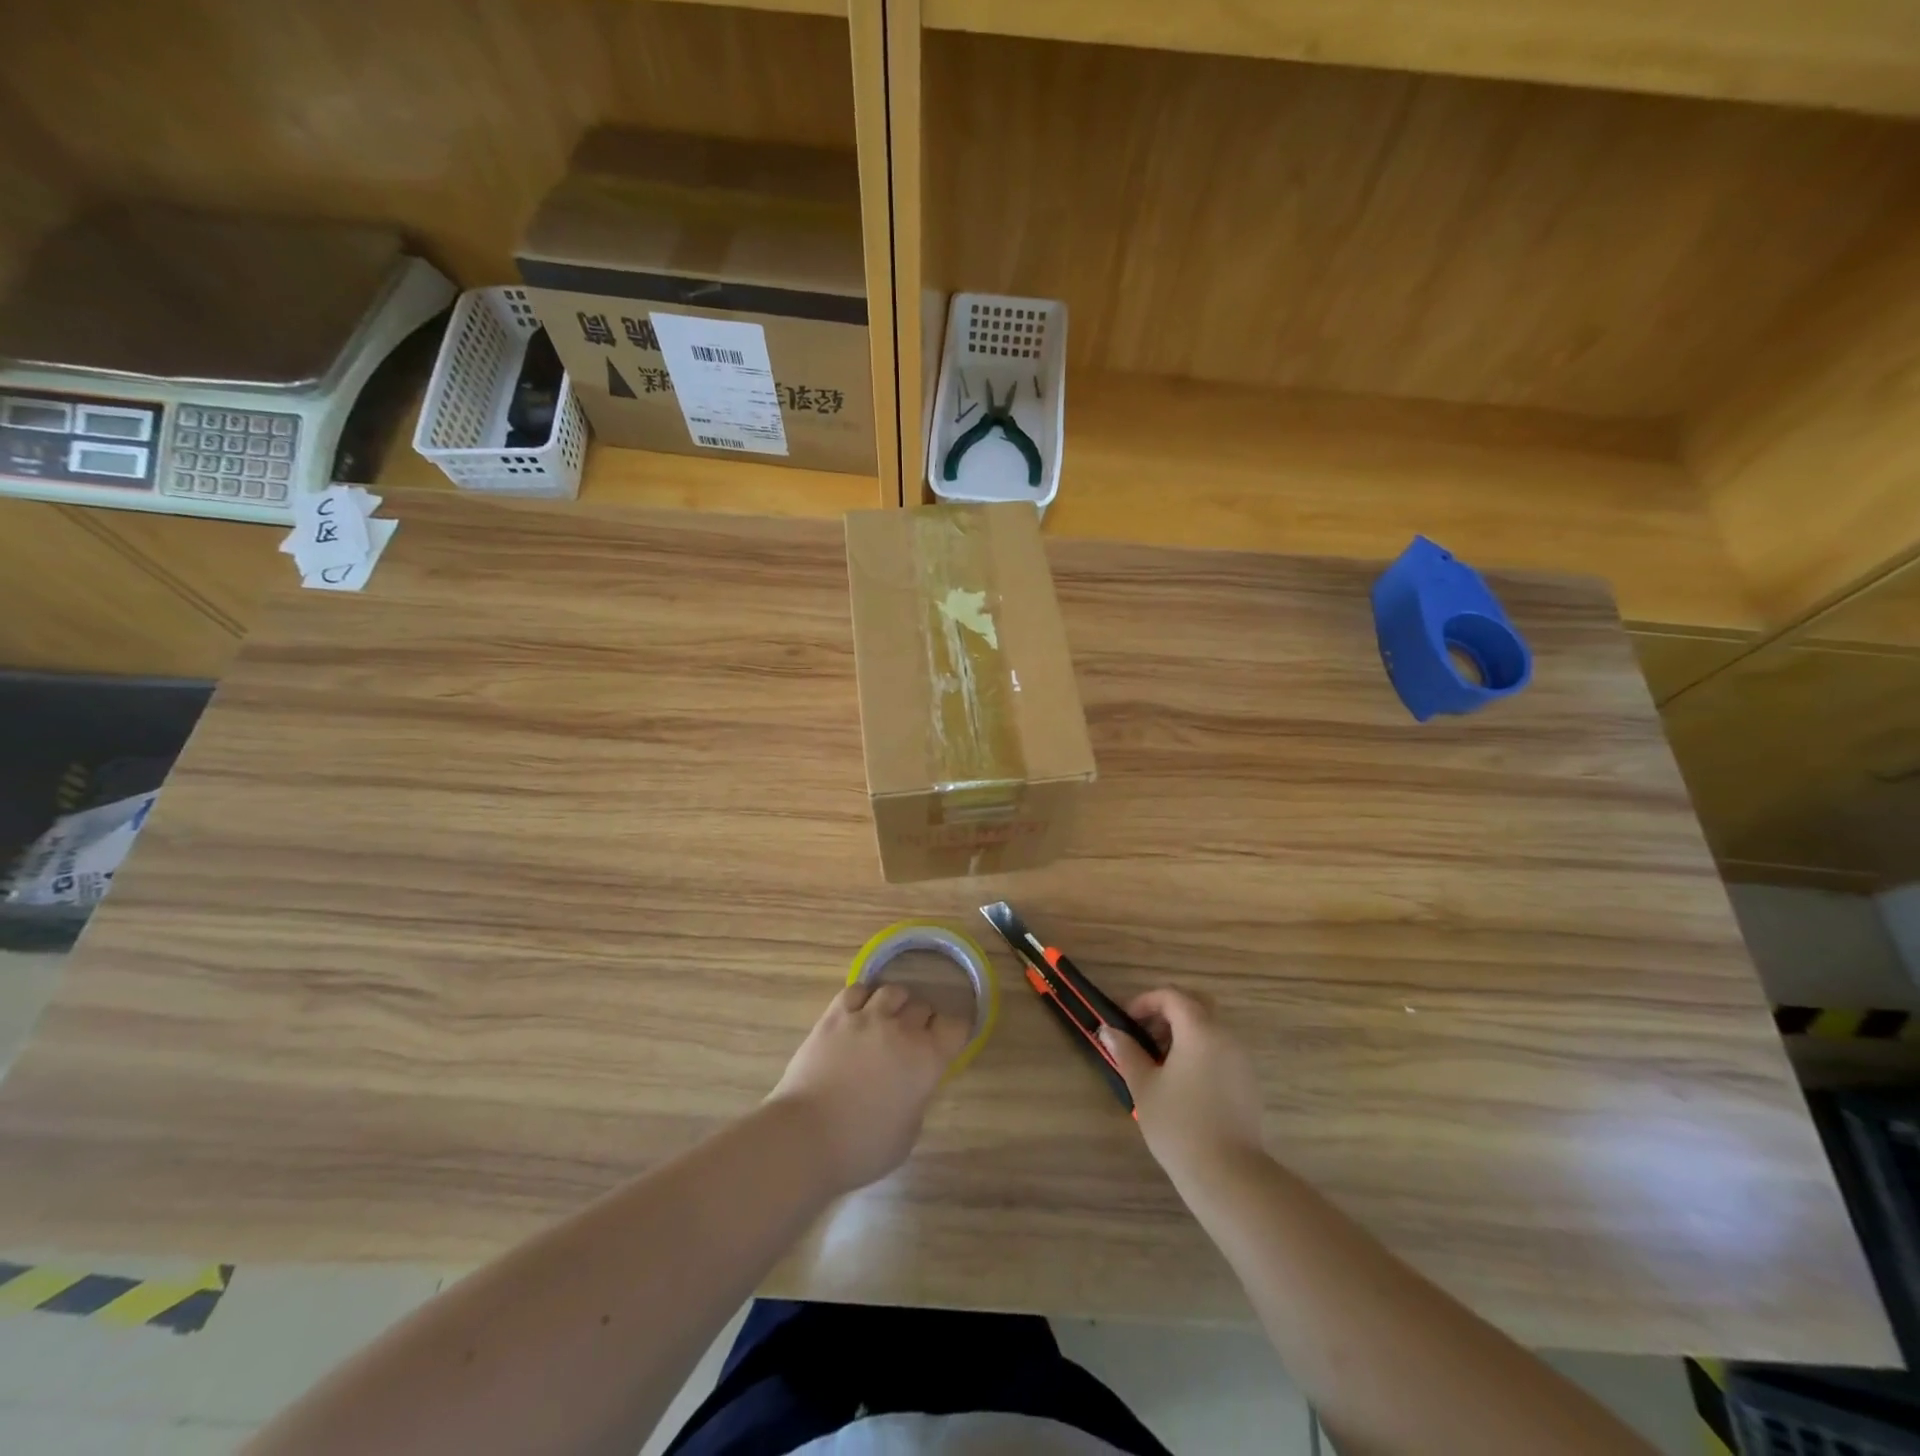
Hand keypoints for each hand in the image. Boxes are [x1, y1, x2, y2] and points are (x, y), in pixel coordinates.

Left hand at [767, 982, 970, 1193]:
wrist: (806, 1137)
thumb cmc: (862, 1148)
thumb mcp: (908, 1133)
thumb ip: (917, 1098)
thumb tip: (912, 1083)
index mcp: (928, 1060)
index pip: (956, 1026)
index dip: (953, 1033)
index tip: (946, 1043)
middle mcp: (902, 1030)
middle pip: (923, 1007)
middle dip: (922, 1022)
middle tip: (911, 1040)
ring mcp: (867, 1017)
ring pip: (893, 991)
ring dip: (895, 1005)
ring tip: (886, 1020)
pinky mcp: (836, 1015)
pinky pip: (857, 990)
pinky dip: (863, 998)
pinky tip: (858, 1013)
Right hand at [1100, 988, 1265, 1184]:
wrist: (1229, 1176)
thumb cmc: (1179, 1125)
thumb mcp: (1144, 1086)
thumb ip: (1126, 1052)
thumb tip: (1108, 1030)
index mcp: (1200, 1030)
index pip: (1172, 996)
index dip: (1145, 1001)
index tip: (1126, 1022)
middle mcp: (1225, 1036)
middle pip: (1196, 1005)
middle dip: (1167, 1012)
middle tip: (1144, 1034)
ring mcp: (1241, 1060)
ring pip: (1210, 1028)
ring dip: (1183, 1033)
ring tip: (1158, 1062)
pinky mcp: (1248, 1082)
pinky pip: (1220, 1050)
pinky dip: (1199, 1051)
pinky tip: (1181, 1082)